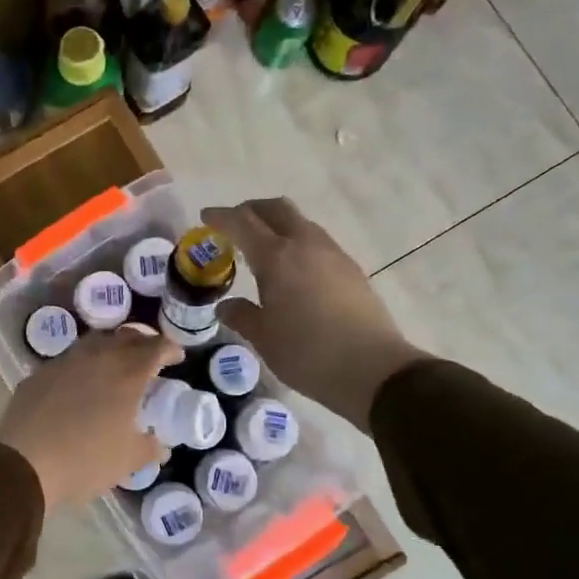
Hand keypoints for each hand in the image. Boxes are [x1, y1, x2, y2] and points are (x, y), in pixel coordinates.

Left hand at [0, 327, 181, 510]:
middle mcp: (97, 358)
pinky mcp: (39, 373)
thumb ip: (149, 447)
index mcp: (127, 374)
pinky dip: (82, 364)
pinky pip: (68, 359)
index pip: (155, 348)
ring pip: (94, 342)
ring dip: (110, 347)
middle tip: (149, 356)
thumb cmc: (86, 461)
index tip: (176, 357)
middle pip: (125, 336)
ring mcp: (65, 362)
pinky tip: (79, 383)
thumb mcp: (128, 460)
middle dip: (142, 342)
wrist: (24, 463)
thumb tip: (160, 444)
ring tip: (115, 363)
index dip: (169, 349)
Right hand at [202, 198, 429, 430]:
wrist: (373, 369)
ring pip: (300, 223)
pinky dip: (297, 243)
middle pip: (276, 209)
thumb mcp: (263, 338)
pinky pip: (317, 242)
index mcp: (277, 258)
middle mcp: (306, 245)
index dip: (221, 217)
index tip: (205, 217)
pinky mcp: (351, 270)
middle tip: (234, 225)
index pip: (242, 223)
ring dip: (277, 225)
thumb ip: (241, 315)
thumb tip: (226, 305)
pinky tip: (292, 270)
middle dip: (251, 210)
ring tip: (262, 249)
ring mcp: (333, 254)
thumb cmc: (307, 353)